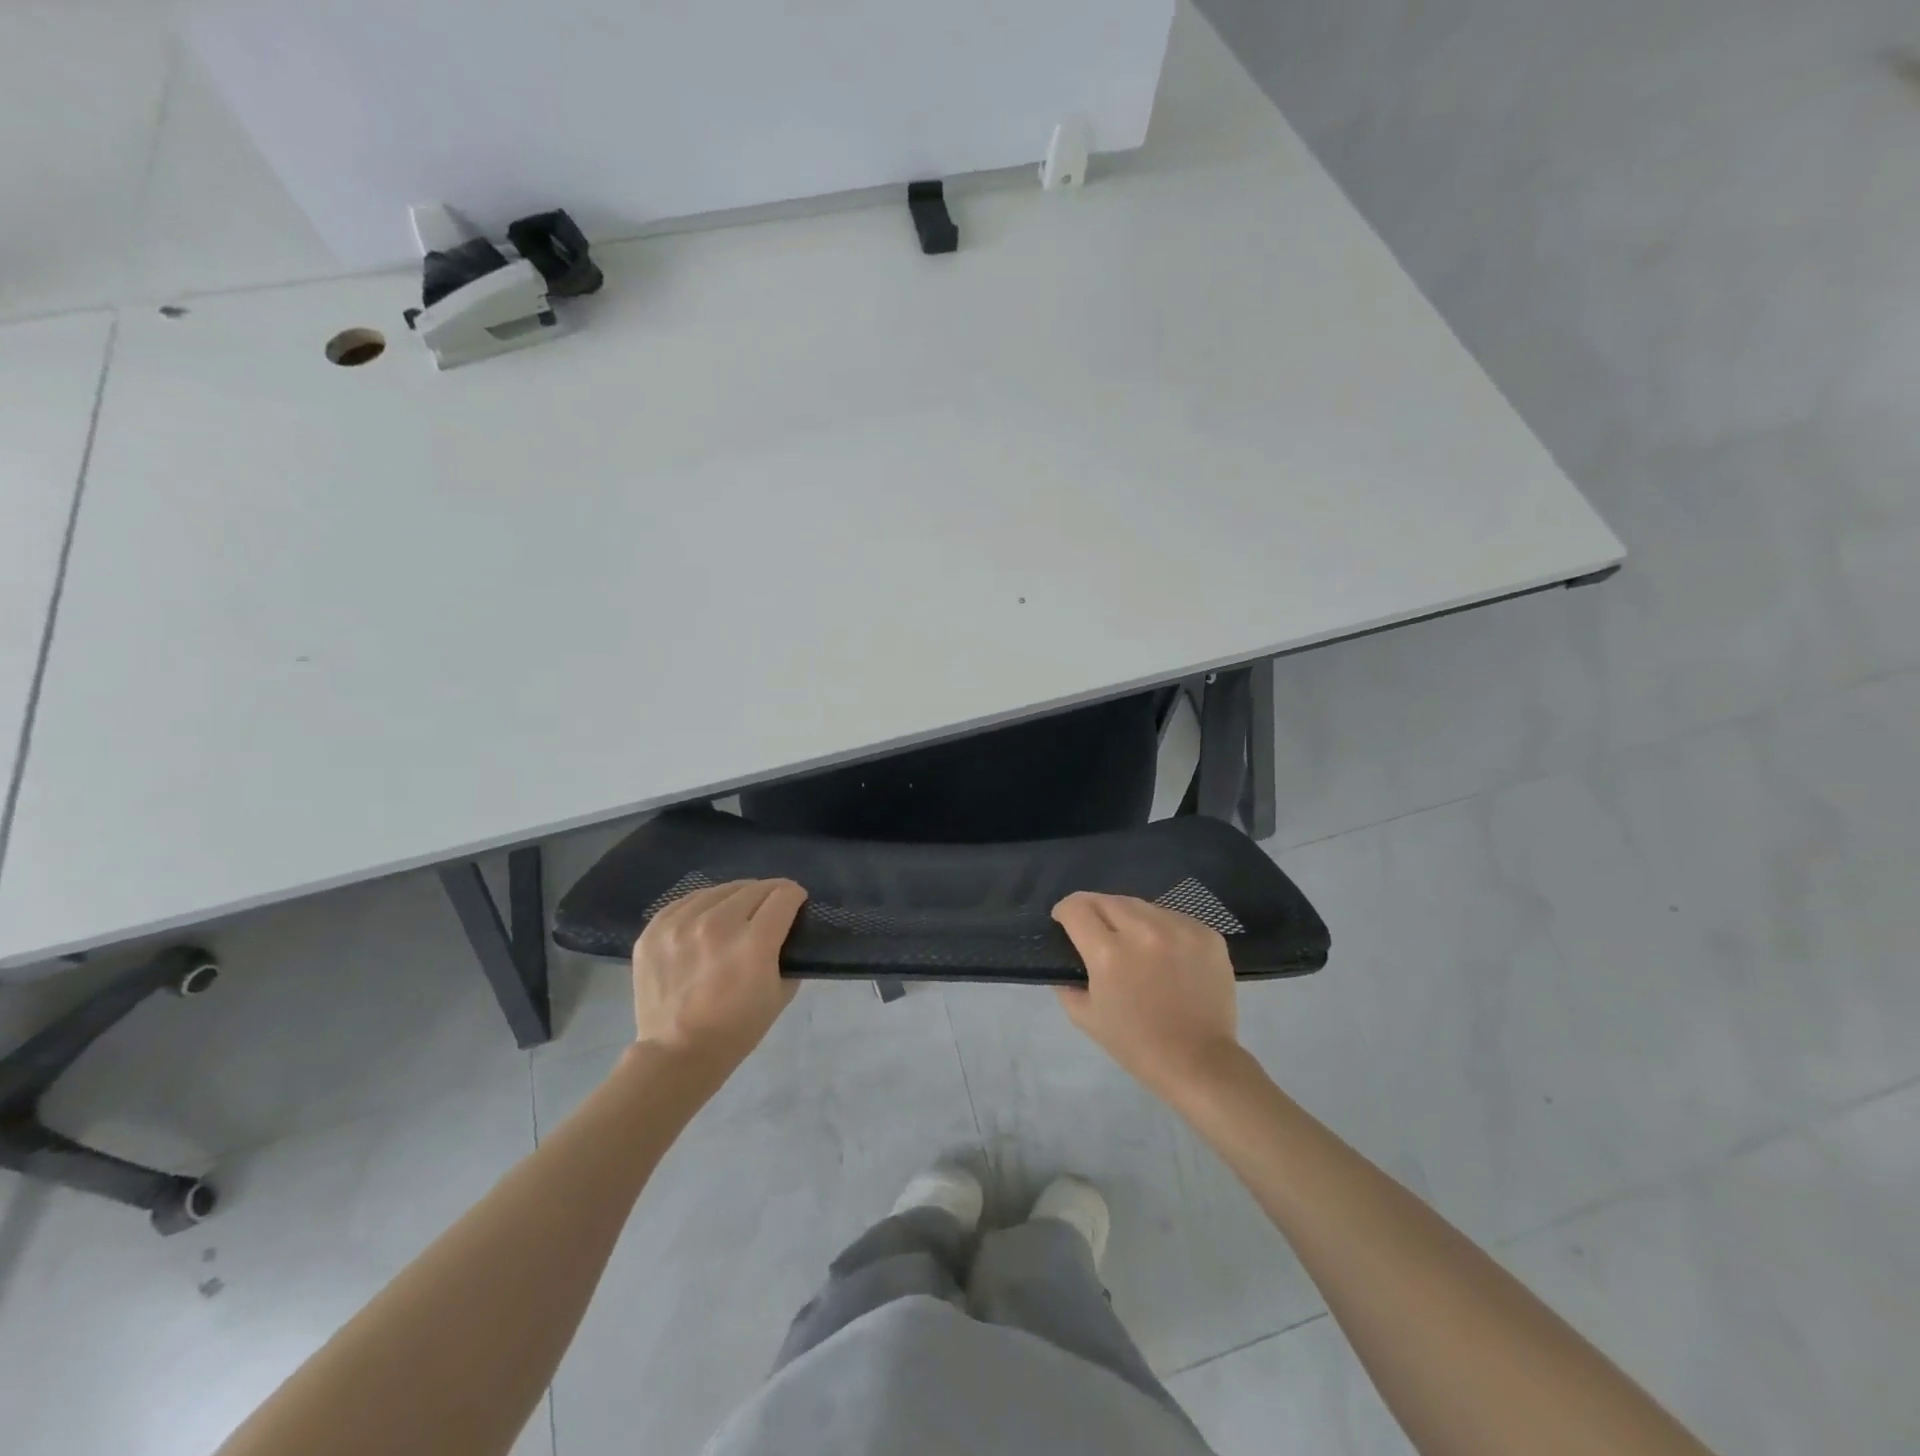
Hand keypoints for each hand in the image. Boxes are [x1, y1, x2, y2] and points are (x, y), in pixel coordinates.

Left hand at [631, 879, 807, 1065]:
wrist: (676, 1054)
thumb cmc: (736, 1030)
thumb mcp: (780, 994)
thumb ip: (788, 954)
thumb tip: (788, 930)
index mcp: (754, 943)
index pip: (783, 895)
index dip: (795, 896)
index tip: (795, 904)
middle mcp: (718, 925)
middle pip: (754, 887)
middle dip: (768, 894)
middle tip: (769, 910)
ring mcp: (681, 925)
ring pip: (720, 890)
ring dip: (735, 898)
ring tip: (736, 914)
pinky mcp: (655, 930)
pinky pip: (687, 901)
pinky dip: (703, 906)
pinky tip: (706, 920)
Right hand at [1052, 892, 1241, 1098]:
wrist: (1200, 1062)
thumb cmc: (1137, 1044)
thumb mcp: (1086, 1017)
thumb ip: (1067, 982)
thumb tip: (1066, 959)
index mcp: (1108, 953)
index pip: (1076, 907)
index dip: (1064, 911)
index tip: (1065, 921)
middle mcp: (1144, 931)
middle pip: (1107, 899)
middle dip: (1094, 910)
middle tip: (1097, 931)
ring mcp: (1179, 929)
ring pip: (1142, 905)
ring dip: (1130, 918)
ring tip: (1134, 942)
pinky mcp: (1206, 934)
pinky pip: (1173, 917)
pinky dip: (1162, 928)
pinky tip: (1165, 952)